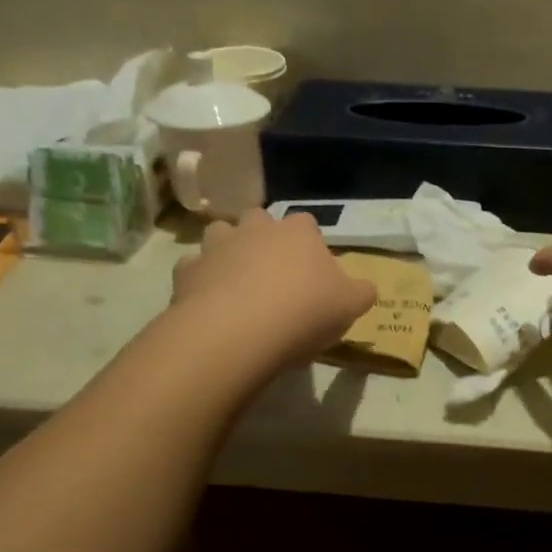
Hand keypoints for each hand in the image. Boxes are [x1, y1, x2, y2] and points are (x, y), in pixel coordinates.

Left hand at [171, 208, 375, 373]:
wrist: (238, 332)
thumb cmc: (304, 311)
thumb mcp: (351, 306)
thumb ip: (361, 292)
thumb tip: (365, 288)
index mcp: (298, 232)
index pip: (307, 224)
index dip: (310, 245)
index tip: (313, 271)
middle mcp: (255, 228)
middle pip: (259, 220)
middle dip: (264, 239)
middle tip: (274, 273)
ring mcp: (216, 246)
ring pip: (220, 235)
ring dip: (228, 251)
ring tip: (237, 283)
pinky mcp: (186, 271)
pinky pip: (194, 269)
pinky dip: (201, 281)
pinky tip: (210, 304)